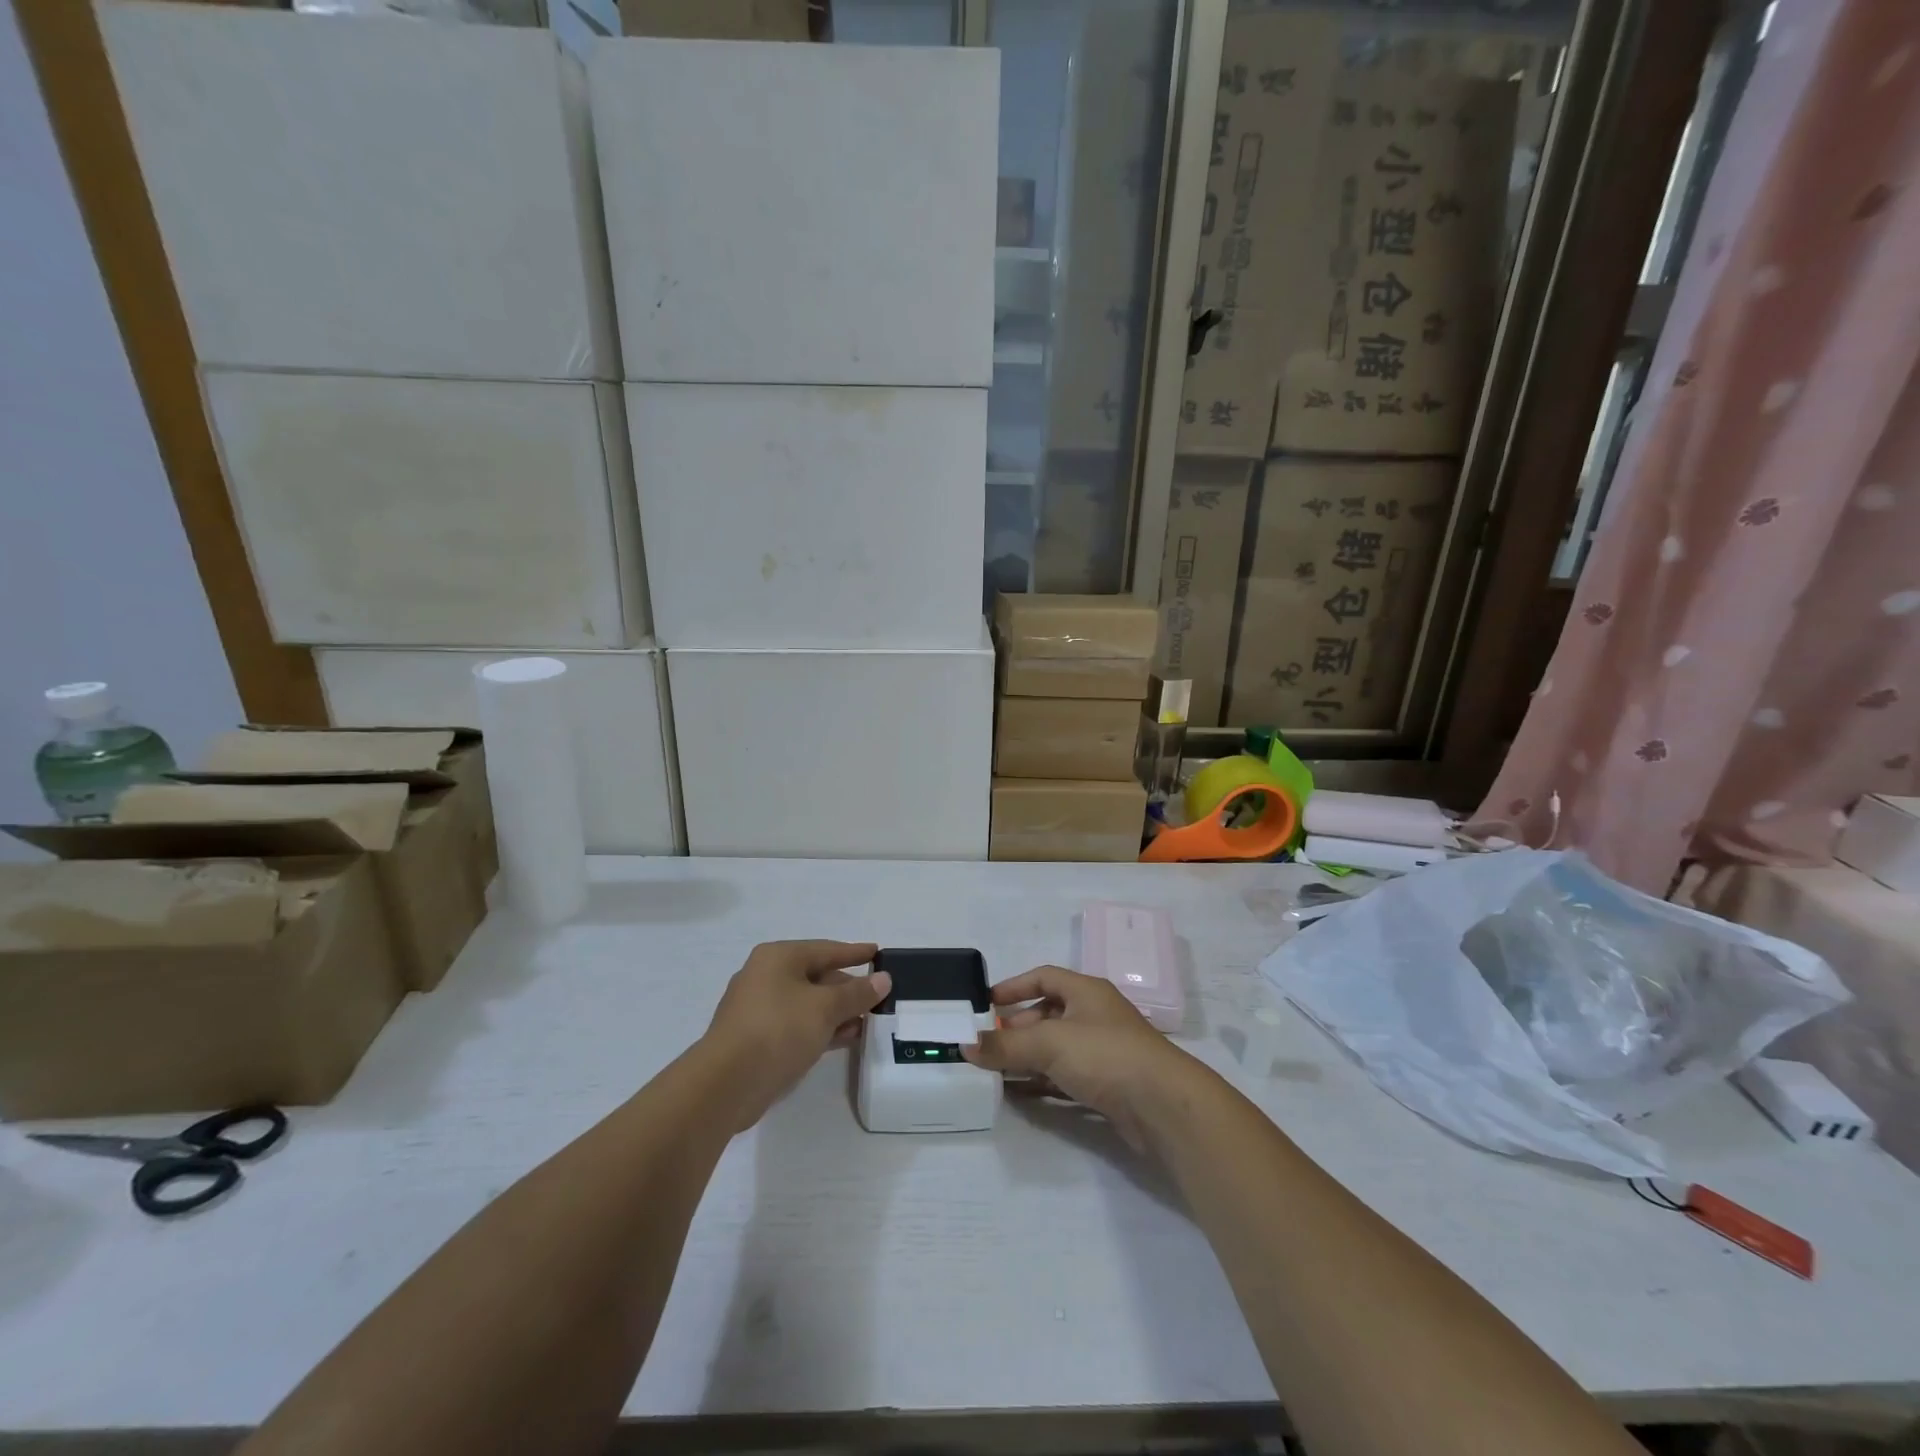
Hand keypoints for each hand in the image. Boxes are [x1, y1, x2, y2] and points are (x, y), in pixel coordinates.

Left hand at [703, 940, 889, 1130]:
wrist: (726, 1084)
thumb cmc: (778, 1029)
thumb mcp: (825, 1008)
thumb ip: (856, 993)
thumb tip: (883, 979)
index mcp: (778, 958)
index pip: (825, 949)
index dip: (854, 952)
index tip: (878, 953)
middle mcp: (766, 977)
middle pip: (816, 976)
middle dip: (847, 987)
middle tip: (878, 995)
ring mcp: (759, 1010)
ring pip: (807, 1004)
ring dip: (837, 1012)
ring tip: (868, 1020)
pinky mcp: (757, 1040)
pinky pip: (797, 1025)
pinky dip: (821, 1029)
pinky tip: (845, 1038)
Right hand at [962, 966, 1195, 1148]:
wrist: (1163, 1105)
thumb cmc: (1105, 1055)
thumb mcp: (1049, 1043)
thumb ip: (1005, 1045)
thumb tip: (965, 1045)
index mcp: (1086, 991)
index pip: (1044, 977)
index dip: (1014, 987)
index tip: (986, 1004)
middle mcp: (1096, 1015)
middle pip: (1049, 1013)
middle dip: (1017, 1027)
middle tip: (988, 1044)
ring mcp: (1104, 1052)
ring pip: (1057, 1048)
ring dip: (1027, 1058)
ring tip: (995, 1071)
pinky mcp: (1108, 1085)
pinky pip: (1066, 1077)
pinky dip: (1042, 1082)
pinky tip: (1020, 1094)